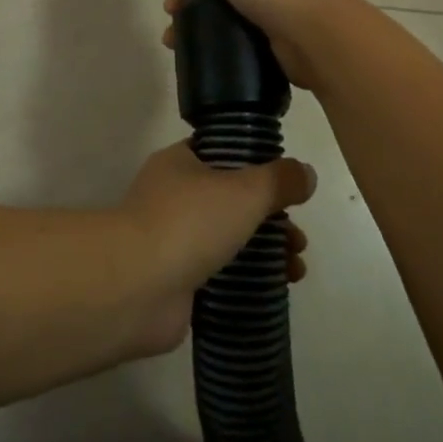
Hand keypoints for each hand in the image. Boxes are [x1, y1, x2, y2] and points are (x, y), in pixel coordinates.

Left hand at [116, 141, 314, 357]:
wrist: (136, 288)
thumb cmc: (189, 222)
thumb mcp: (244, 190)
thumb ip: (279, 180)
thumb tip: (306, 173)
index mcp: (179, 162)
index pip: (221, 153)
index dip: (257, 166)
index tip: (287, 186)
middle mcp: (172, 196)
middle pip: (232, 200)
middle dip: (271, 217)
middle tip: (298, 237)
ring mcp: (172, 240)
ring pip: (229, 238)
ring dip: (266, 250)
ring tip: (296, 268)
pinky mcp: (177, 281)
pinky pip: (221, 274)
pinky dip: (248, 279)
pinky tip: (276, 288)